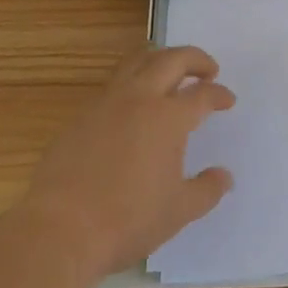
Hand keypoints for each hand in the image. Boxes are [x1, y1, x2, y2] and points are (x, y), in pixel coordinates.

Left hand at [23, 45, 235, 277]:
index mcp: (168, 117)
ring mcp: (106, 103)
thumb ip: (207, 190)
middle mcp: (139, 99)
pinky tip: (134, 104)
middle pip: (172, 60)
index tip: (228, 100)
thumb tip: (225, 176)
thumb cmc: (127, 220)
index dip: (219, 94)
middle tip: (208, 69)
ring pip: (138, 62)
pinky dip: (132, 81)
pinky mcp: (81, 116)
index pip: (202, 94)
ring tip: (171, 71)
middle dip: (195, 59)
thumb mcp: (178, 211)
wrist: (59, 229)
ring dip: (160, 59)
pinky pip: (113, 84)